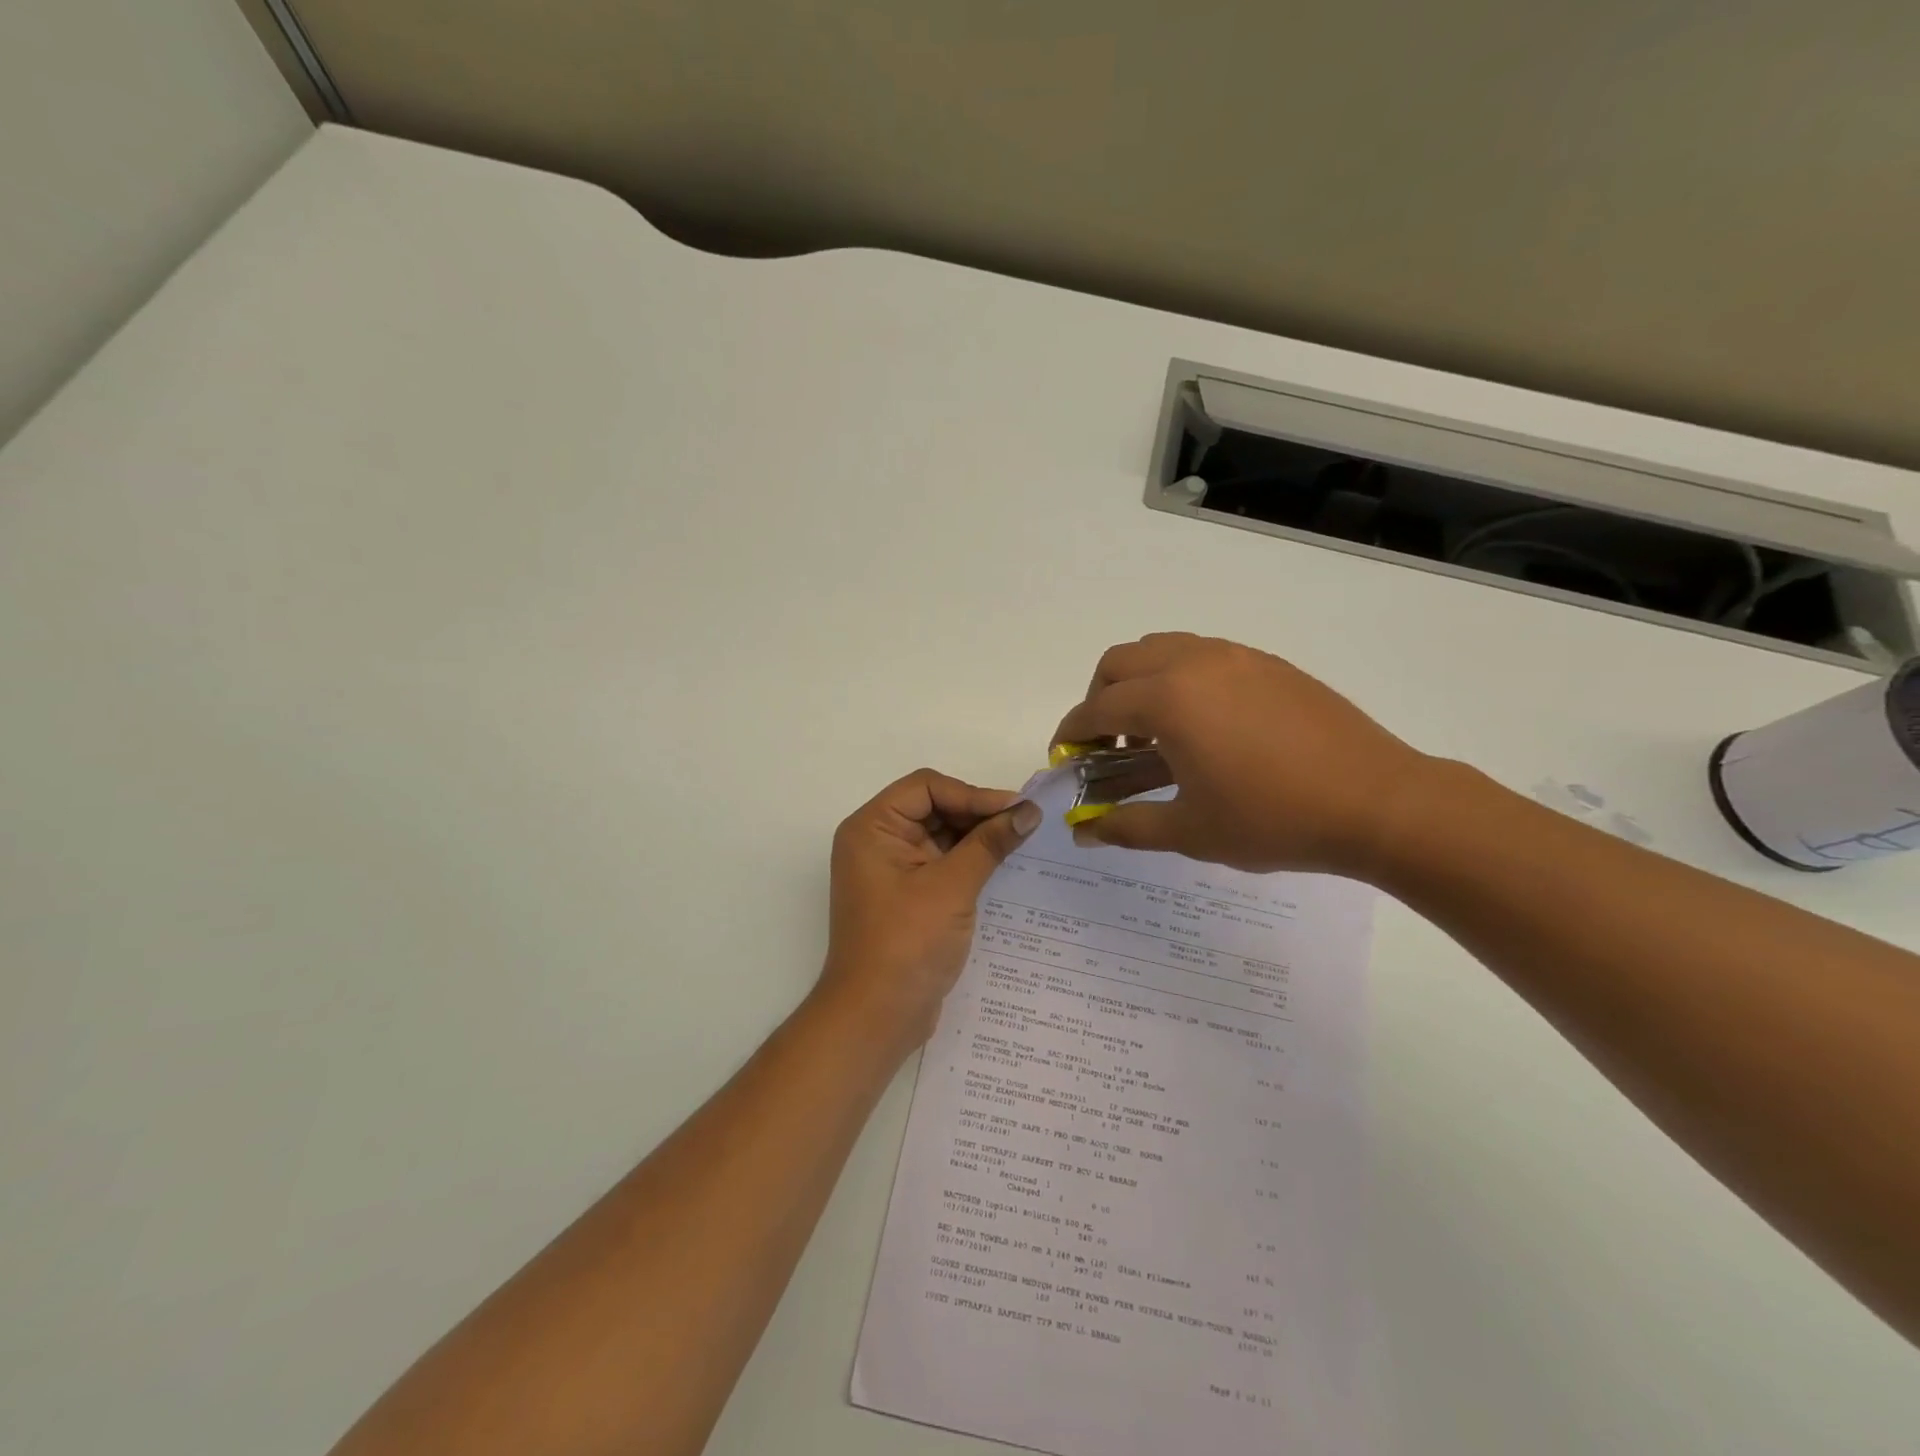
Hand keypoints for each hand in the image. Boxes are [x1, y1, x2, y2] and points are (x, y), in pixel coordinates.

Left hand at [815, 768, 1041, 1056]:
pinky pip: (940, 864)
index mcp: (873, 828)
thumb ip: (990, 843)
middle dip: (977, 814)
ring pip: (939, 836)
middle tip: (1025, 824)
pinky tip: (1003, 866)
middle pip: (933, 808)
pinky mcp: (906, 896)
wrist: (876, 1018)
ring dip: (977, 838)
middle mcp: (876, 842)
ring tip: (1021, 842)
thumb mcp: (952, 887)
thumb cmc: (907, 944)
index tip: (1016, 809)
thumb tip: (1029, 811)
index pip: (926, 787)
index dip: (972, 793)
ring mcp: (890, 871)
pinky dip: (968, 862)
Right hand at [1051, 633, 1430, 876]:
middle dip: (1099, 700)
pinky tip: (1203, 725)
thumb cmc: (1274, 819)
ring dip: (1139, 683)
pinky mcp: (1267, 663)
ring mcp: (1235, 657)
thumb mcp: (1191, 831)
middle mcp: (1194, 663)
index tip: (1064, 757)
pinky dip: (1179, 678)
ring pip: (1161, 648)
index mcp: (1168, 700)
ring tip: (1153, 732)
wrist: (1378, 802)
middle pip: (1120, 662)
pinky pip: (1202, 654)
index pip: (1096, 708)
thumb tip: (1084, 831)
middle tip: (1108, 745)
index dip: (1072, 734)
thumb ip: (1127, 827)